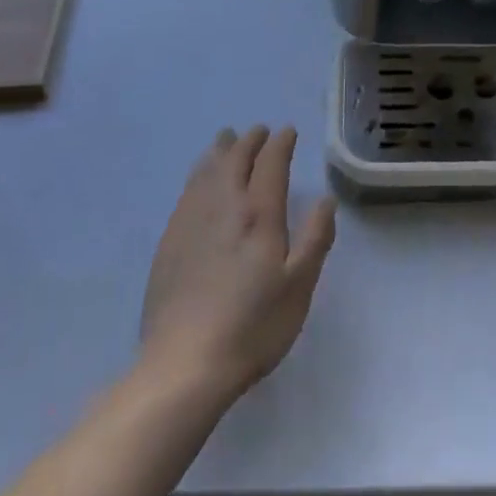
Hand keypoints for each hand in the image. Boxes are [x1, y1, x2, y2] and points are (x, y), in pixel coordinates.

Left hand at [139, 125, 336, 404]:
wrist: (184, 365)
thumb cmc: (252, 326)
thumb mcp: (299, 287)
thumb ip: (315, 238)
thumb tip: (326, 200)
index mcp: (259, 214)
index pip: (270, 163)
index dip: (280, 143)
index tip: (287, 132)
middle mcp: (224, 206)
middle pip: (235, 159)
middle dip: (249, 141)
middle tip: (259, 131)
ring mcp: (191, 222)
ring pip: (206, 171)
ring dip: (219, 151)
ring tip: (226, 140)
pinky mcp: (169, 242)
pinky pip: (186, 193)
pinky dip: (197, 175)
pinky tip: (198, 182)